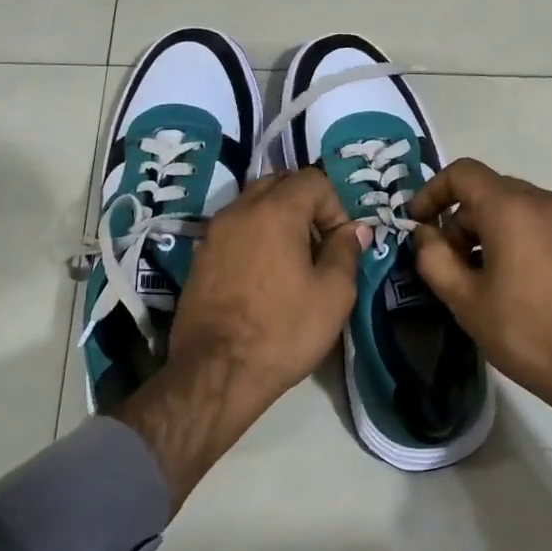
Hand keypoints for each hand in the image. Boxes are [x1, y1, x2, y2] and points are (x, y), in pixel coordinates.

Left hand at [117, 169, 369, 508]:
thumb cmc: (283, 330)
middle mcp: (239, 210)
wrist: (216, 371)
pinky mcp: (199, 257)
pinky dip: (254, 237)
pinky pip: (234, 230)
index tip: (340, 242)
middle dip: (305, 205)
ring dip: (277, 219)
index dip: (335, 205)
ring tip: (292, 260)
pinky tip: (263, 275)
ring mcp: (213, 233)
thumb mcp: (333, 294)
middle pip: (278, 184)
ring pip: (252, 205)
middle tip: (318, 244)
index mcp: (275, 210)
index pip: (313, 179)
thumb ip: (345, 252)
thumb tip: (352, 230)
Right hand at [405, 159, 551, 497]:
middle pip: (488, 190)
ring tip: (478, 278)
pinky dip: (514, 237)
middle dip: (458, 219)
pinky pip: (538, 223)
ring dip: (486, 230)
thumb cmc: (527, 333)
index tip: (417, 224)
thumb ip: (434, 258)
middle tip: (448, 263)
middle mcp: (545, 201)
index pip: (462, 173)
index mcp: (512, 208)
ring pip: (514, 207)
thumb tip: (424, 234)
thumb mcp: (466, 301)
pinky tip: (511, 281)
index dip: (431, 192)